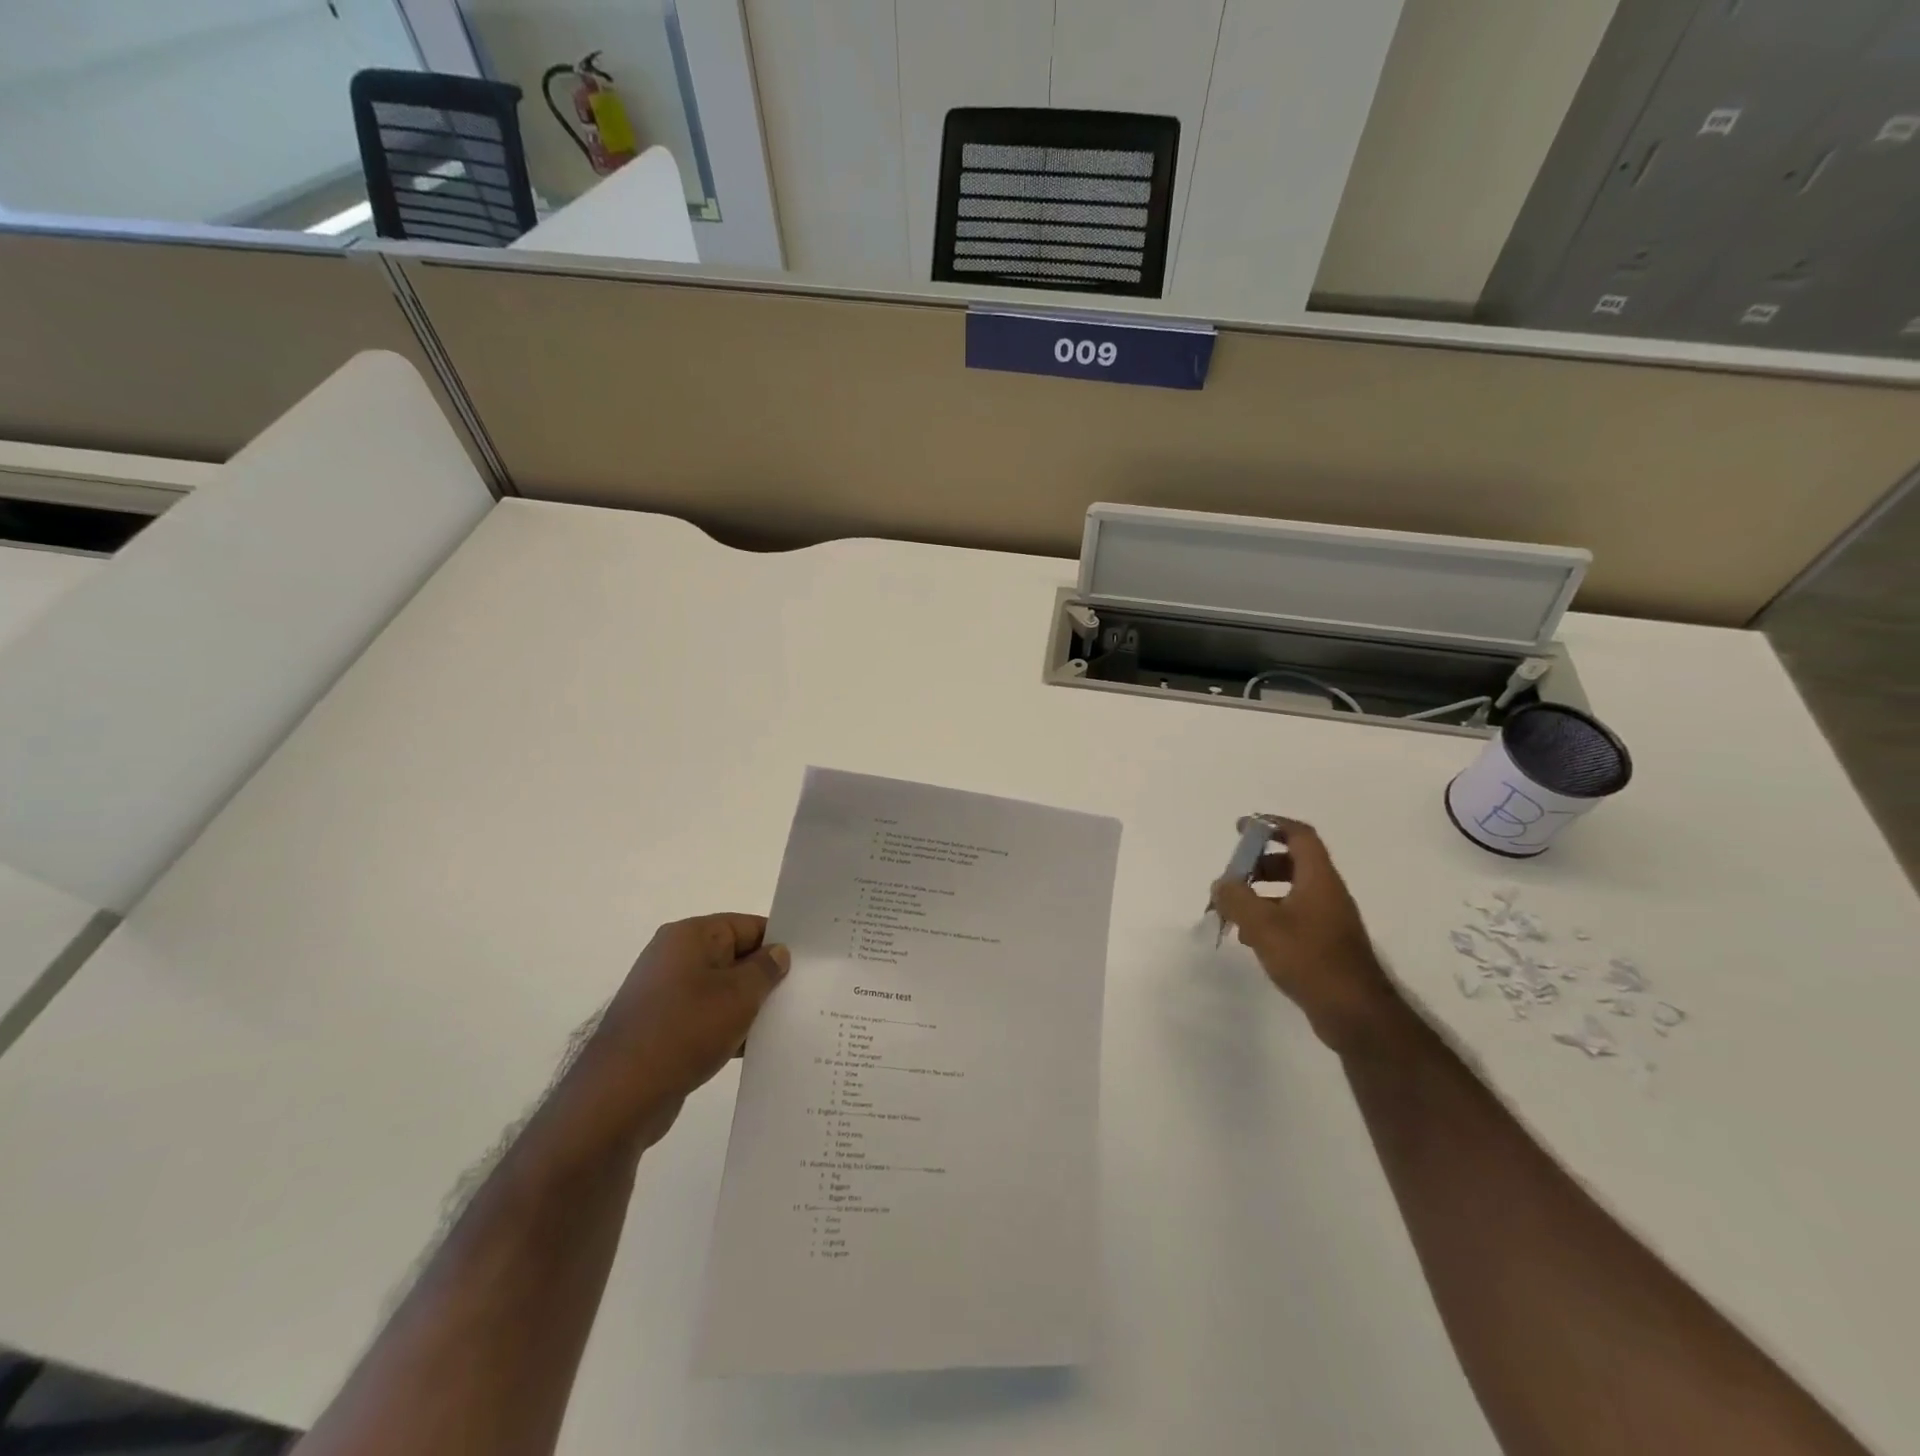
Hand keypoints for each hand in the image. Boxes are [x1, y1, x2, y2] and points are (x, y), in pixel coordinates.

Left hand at [576, 914, 789, 1146]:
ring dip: (748, 1007)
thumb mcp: (739, 996)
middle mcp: (674, 957)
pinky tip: (754, 1049)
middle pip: (734, 957)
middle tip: (803, 995)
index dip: (778, 943)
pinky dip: (728, 1028)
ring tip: (785, 1024)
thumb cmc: (685, 1031)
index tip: (808, 964)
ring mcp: (665, 994)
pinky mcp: (661, 1028)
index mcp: (690, 936)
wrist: (620, 1097)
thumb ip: (766, 969)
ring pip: (721, 990)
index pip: (747, 926)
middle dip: (765, 977)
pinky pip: (705, 1018)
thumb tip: (778, 953)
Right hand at [1211, 818, 1407, 1056]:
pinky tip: (1250, 938)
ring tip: (1234, 910)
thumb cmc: (1310, 959)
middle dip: (1259, 863)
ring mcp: (1329, 919)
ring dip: (1261, 893)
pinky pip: (1294, 916)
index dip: (1271, 825)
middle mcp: (1327, 893)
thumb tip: (1221, 884)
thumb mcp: (1263, 925)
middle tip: (1232, 876)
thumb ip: (1236, 898)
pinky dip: (1270, 916)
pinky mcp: (1325, 944)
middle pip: (1293, 862)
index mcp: (1319, 879)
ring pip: (1291, 891)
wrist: (1356, 1014)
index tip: (1242, 828)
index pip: (1299, 835)